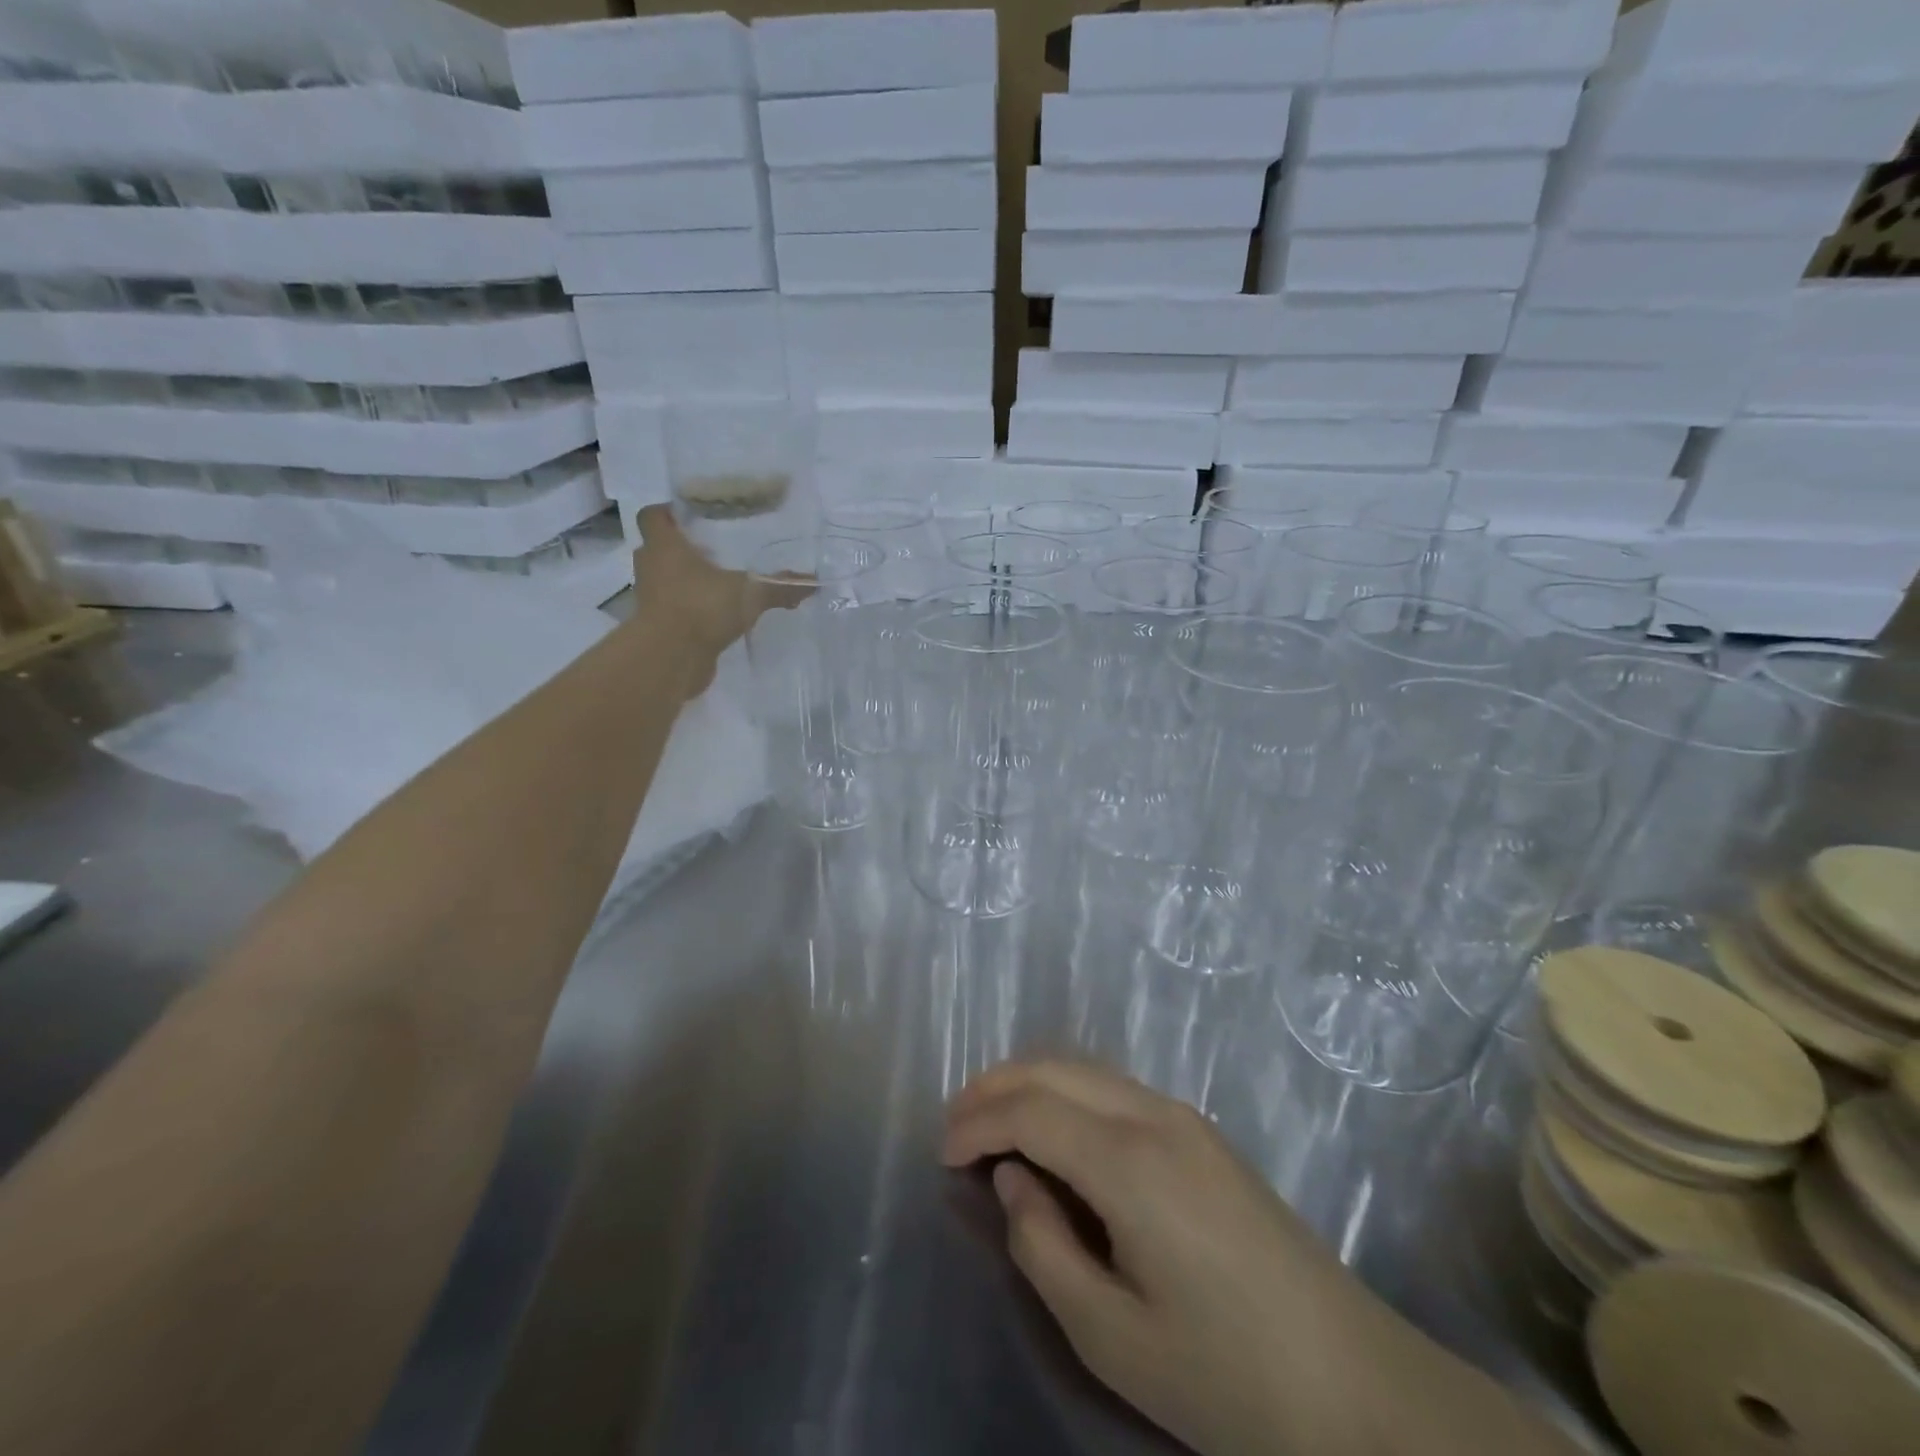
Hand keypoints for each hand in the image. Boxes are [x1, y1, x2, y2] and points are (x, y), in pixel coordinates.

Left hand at [631, 505, 811, 674]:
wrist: (670, 659)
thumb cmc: (702, 608)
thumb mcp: (750, 593)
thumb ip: (780, 587)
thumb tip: (813, 582)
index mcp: (665, 546)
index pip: (652, 516)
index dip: (668, 512)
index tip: (692, 517)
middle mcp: (651, 567)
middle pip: (660, 548)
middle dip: (683, 548)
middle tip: (715, 549)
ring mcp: (651, 599)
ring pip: (666, 580)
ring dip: (687, 581)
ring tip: (720, 583)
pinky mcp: (659, 627)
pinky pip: (674, 609)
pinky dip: (691, 610)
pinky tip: (717, 615)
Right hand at [942, 1062, 1381, 1455]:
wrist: (1357, 1387)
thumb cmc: (1227, 1377)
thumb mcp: (1112, 1337)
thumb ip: (1043, 1248)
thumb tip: (1014, 1179)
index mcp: (1130, 1161)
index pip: (1030, 1111)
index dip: (977, 1122)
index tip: (941, 1154)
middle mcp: (1154, 1115)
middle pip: (1054, 1069)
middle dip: (994, 1086)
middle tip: (954, 1126)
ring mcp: (1184, 1116)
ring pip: (1086, 1069)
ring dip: (1031, 1083)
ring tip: (992, 1123)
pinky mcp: (1202, 1132)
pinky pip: (1114, 1088)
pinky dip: (1067, 1093)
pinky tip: (1056, 1132)